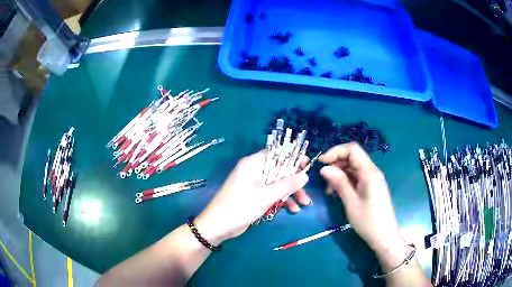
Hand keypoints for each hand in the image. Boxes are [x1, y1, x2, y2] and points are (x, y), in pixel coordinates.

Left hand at [195, 151, 308, 245]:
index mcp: (253, 164)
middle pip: (279, 171)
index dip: (292, 157)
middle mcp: (254, 171)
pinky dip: (282, 200)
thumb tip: (305, 175)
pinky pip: (272, 194)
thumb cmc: (240, 206)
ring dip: (291, 193)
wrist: (218, 226)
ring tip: (304, 204)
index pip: (276, 154)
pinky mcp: (254, 197)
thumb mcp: (266, 196)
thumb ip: (287, 185)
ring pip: (277, 184)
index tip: (307, 164)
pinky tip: (293, 209)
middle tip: (307, 191)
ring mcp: (254, 185)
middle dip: (294, 182)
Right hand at [319, 143, 404, 254]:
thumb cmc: (368, 221)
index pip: (353, 149)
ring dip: (339, 174)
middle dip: (336, 164)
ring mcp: (373, 179)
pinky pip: (357, 177)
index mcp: (369, 172)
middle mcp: (372, 171)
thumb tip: (325, 168)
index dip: (336, 151)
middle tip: (324, 179)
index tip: (322, 162)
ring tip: (330, 190)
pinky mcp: (372, 187)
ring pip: (353, 168)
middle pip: (353, 157)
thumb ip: (339, 182)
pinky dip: (346, 181)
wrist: (384, 236)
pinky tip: (338, 193)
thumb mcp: (351, 202)